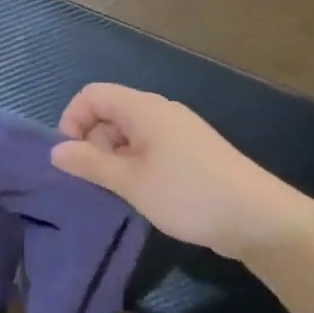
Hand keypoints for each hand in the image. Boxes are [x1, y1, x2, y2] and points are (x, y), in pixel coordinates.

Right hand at [50, 84, 313, 260]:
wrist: (258, 217)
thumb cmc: (188, 194)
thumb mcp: (131, 182)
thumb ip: (90, 164)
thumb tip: (56, 151)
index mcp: (144, 108)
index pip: (92, 94)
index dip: (72, 121)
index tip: (72, 159)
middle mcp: (160, 111)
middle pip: (109, 112)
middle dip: (92, 142)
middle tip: (97, 182)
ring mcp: (178, 131)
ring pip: (129, 133)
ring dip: (113, 158)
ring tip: (118, 193)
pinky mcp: (190, 152)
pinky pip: (149, 147)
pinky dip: (135, 165)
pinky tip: (142, 194)